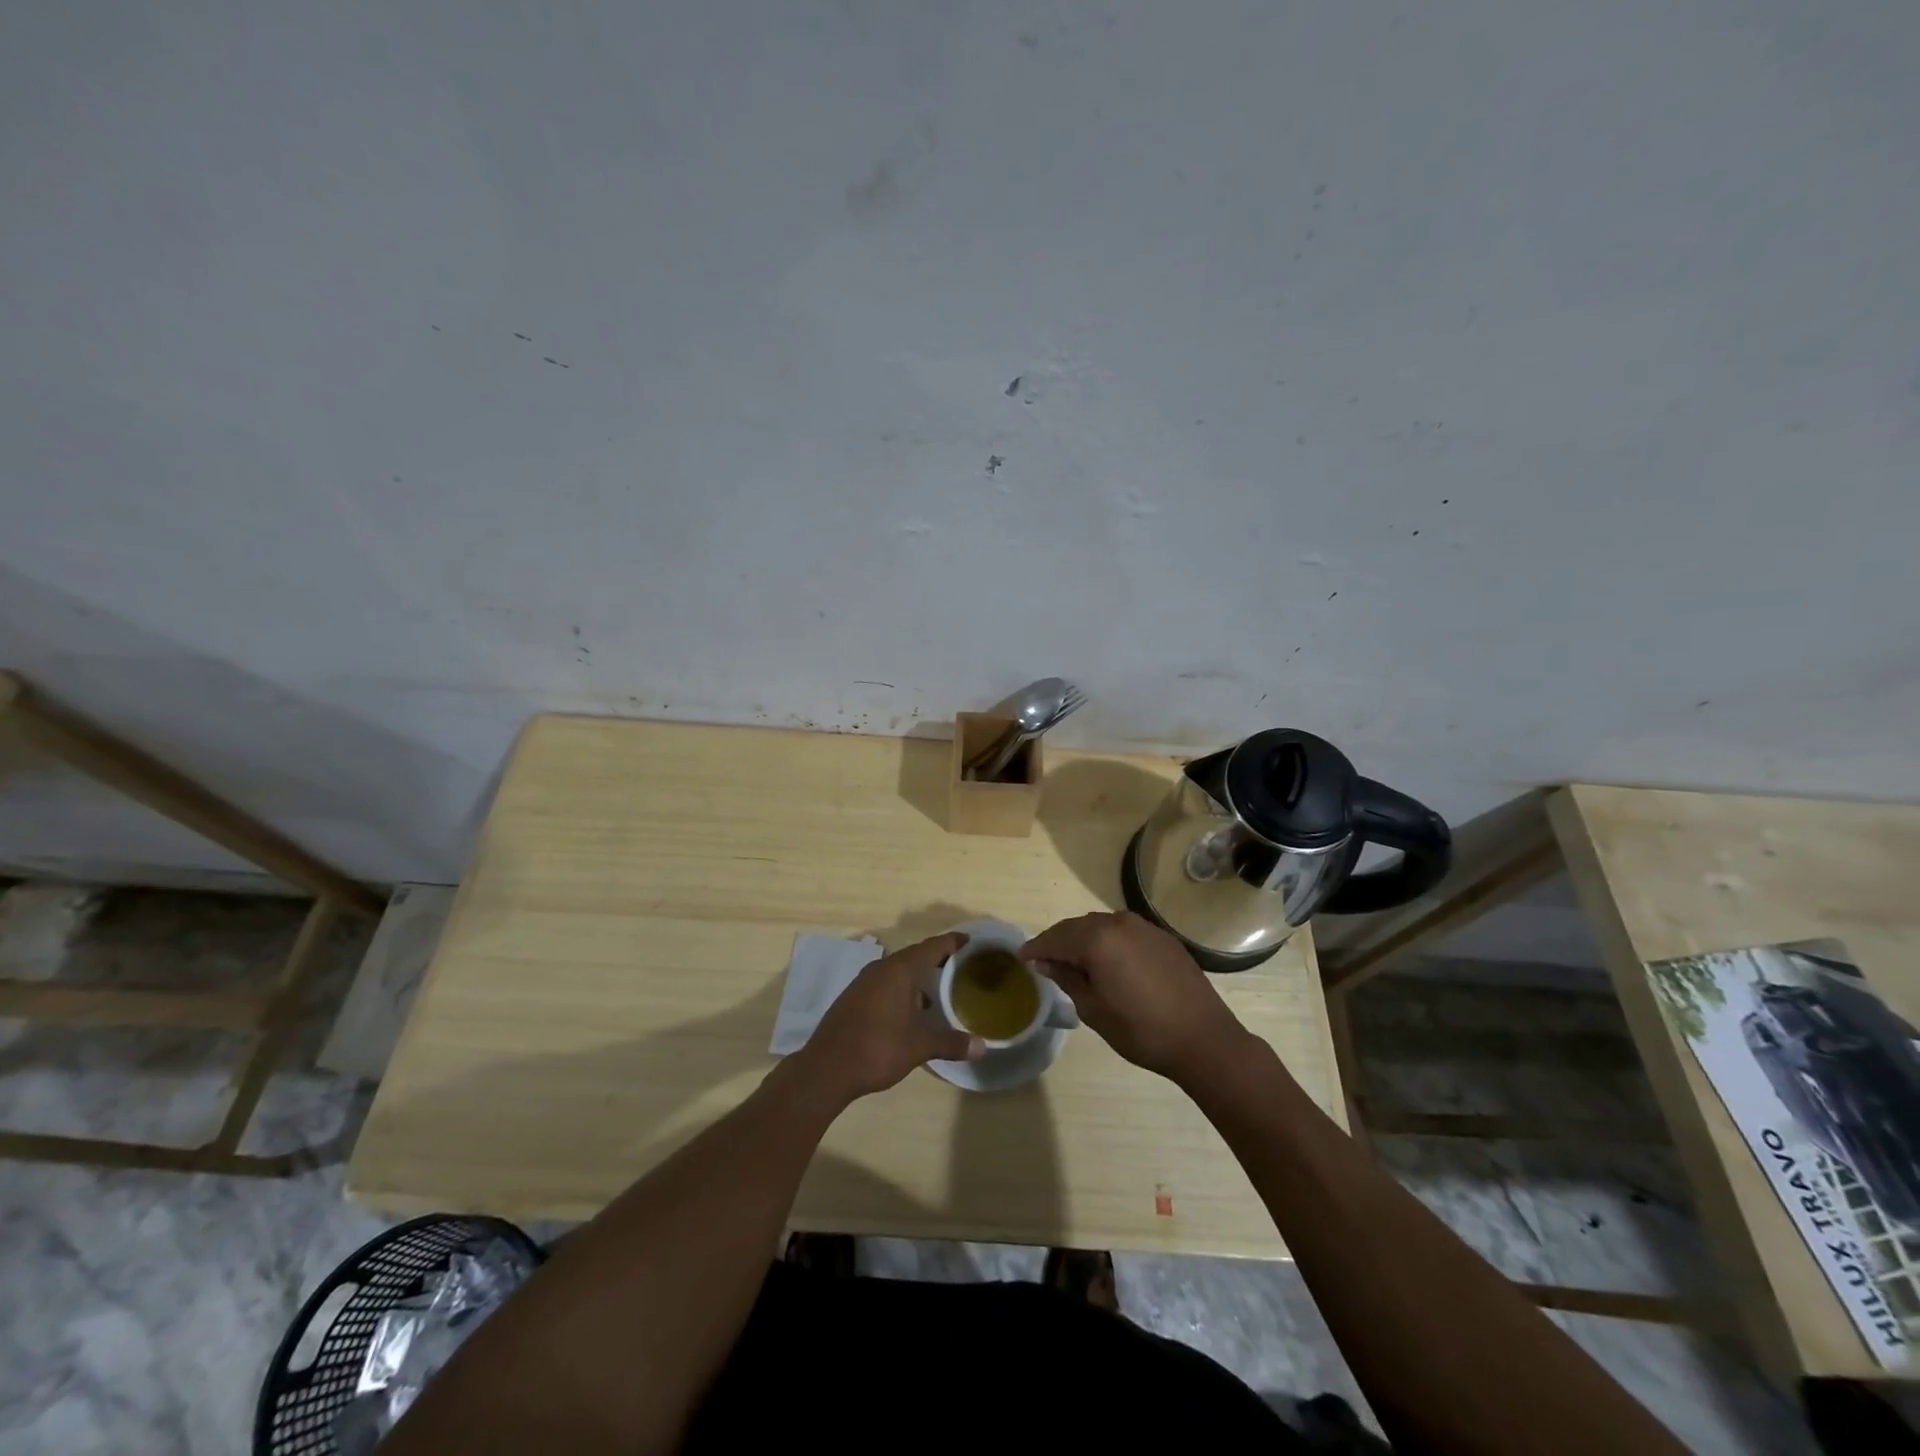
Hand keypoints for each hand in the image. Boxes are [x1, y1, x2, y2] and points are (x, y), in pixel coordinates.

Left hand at [797, 932, 983, 1101]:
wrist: (826, 1069)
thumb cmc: (878, 1049)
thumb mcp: (919, 1047)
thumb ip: (951, 1043)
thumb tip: (982, 1046)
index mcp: (899, 970)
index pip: (931, 947)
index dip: (951, 942)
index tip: (968, 940)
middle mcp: (881, 969)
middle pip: (914, 956)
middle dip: (935, 959)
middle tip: (957, 965)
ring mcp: (864, 982)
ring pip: (897, 971)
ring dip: (916, 977)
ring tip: (936, 992)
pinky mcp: (853, 998)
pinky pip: (884, 984)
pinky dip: (901, 989)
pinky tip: (909, 1012)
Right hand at [1020, 911, 1249, 1083]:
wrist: (1203, 1039)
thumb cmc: (1141, 1030)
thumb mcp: (1093, 1009)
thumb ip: (1067, 978)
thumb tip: (1045, 961)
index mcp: (1098, 938)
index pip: (1057, 937)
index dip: (1037, 947)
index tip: (1022, 957)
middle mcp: (1120, 922)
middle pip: (1078, 927)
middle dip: (1060, 942)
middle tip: (1045, 961)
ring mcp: (1145, 927)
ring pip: (1102, 927)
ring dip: (1085, 941)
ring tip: (1074, 963)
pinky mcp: (1163, 938)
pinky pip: (1125, 933)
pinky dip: (1109, 943)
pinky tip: (1108, 963)